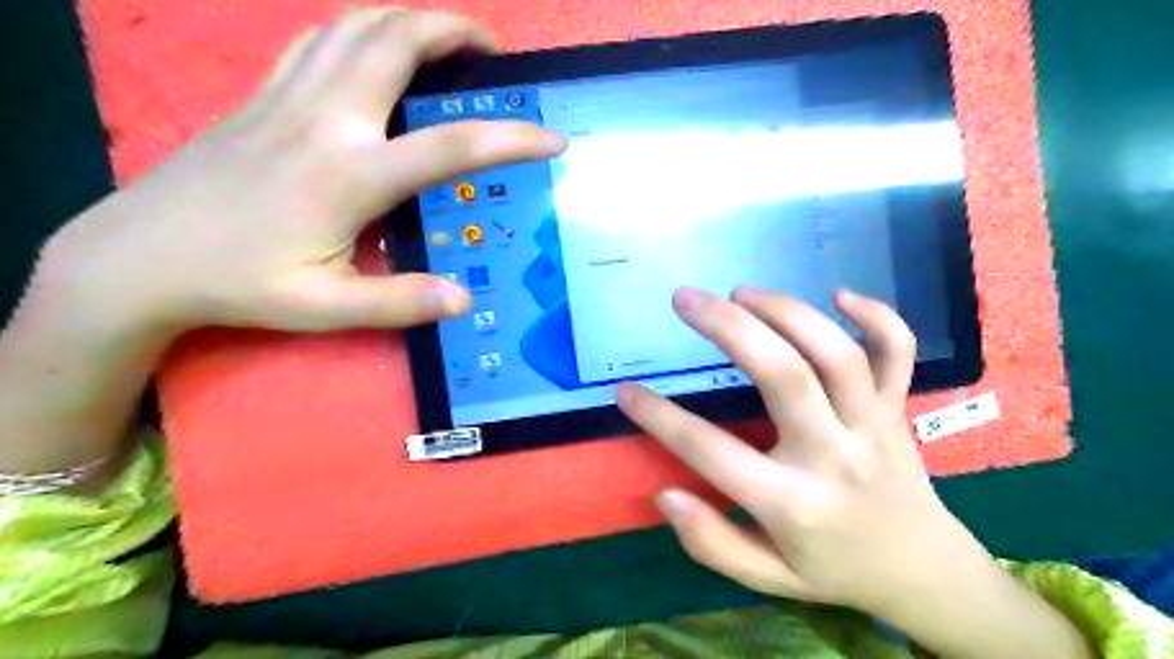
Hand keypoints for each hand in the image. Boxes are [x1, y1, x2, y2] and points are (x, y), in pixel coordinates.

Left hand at [0, 6, 565, 484]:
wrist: (140, 255)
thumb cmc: (239, 282)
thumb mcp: (325, 306)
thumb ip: (399, 302)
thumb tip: (463, 299)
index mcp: (350, 174)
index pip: (451, 146)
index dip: (511, 139)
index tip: (552, 141)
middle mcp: (325, 119)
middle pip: (398, 42)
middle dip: (455, 32)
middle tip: (492, 51)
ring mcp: (289, 97)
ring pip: (357, 25)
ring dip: (410, 21)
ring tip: (445, 41)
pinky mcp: (263, 94)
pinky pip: (318, 38)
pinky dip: (359, 29)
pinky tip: (375, 49)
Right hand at [615, 288, 1091, 658]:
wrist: (924, 571)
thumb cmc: (835, 570)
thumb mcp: (768, 578)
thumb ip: (713, 542)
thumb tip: (665, 494)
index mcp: (795, 504)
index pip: (712, 452)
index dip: (660, 418)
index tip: (625, 391)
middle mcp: (835, 455)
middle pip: (785, 375)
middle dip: (729, 327)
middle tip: (686, 299)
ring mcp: (874, 425)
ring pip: (836, 353)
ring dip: (785, 312)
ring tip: (740, 292)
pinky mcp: (899, 408)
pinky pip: (898, 352)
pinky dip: (878, 315)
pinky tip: (839, 294)